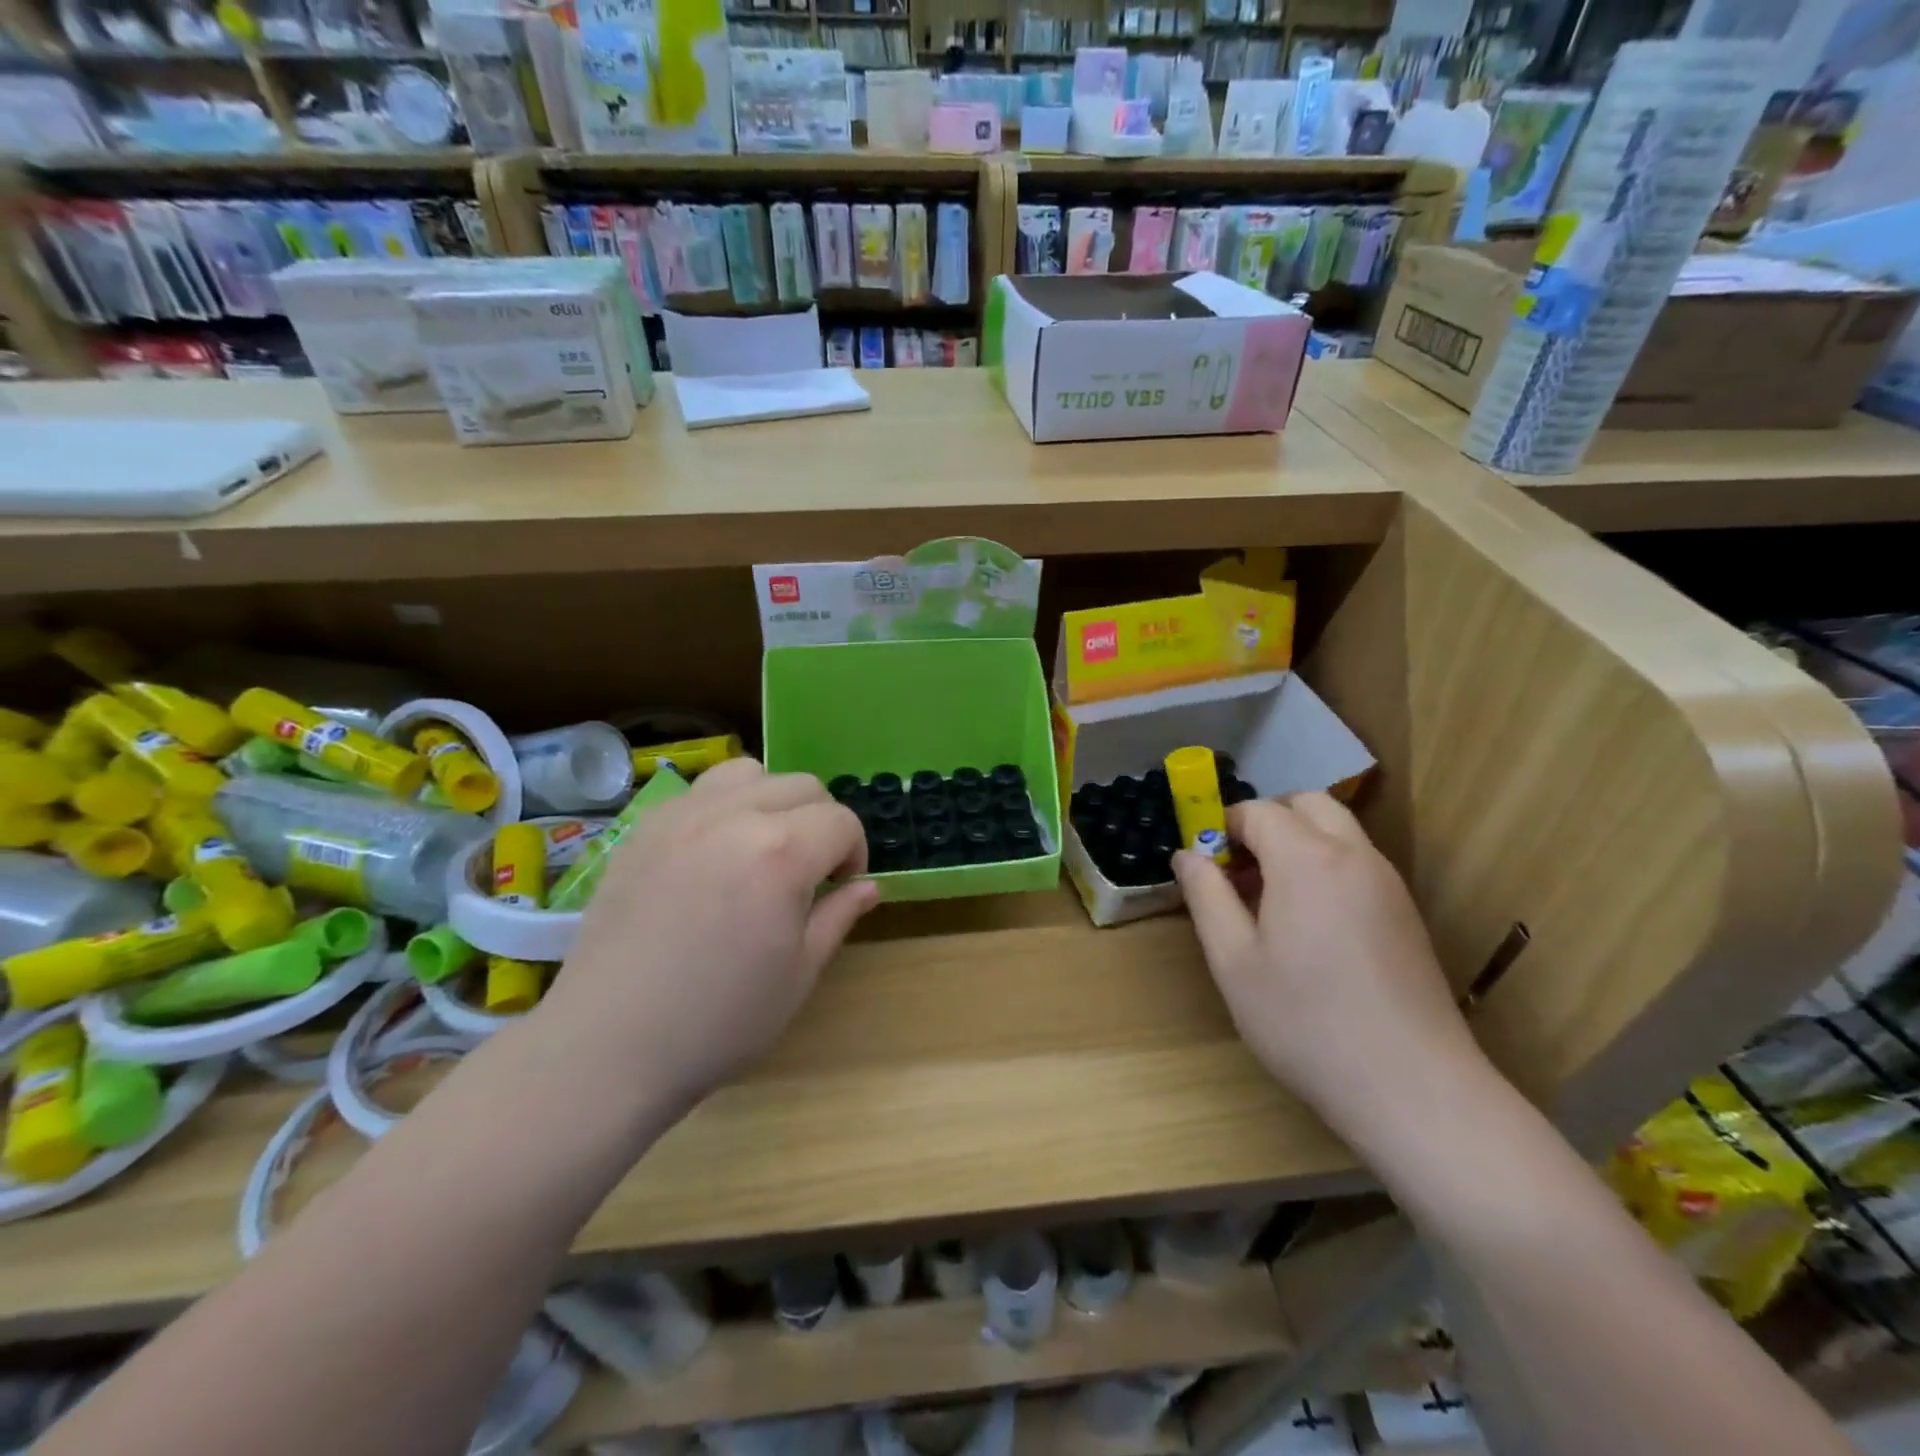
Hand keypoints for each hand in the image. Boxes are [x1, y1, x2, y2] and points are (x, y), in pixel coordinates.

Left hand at [545, 758, 879, 1117]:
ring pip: (748, 773)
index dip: (854, 851)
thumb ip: (839, 915)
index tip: (842, 886)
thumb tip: (869, 886)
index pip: (841, 821)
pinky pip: (698, 792)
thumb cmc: (719, 1020)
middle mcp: (733, 816)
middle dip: (821, 821)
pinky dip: (723, 807)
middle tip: (809, 871)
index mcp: (781, 853)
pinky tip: (712, 856)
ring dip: (771, 800)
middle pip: (802, 786)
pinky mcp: (642, 828)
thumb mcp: (799, 974)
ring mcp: (681, 816)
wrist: (609, 1045)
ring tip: (761, 848)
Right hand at [1172, 793, 1488, 1143]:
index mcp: (1306, 859)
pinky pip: (1358, 861)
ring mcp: (1388, 882)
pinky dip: (1326, 864)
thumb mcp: (1234, 961)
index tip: (1204, 864)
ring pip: (1337, 829)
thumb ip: (1206, 896)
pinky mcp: (1406, 912)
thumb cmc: (1305, 1022)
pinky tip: (1310, 924)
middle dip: (1265, 821)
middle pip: (1306, 803)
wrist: (1412, 1088)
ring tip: (1270, 898)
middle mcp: (1353, 855)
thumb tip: (1187, 854)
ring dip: (1298, 840)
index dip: (1222, 827)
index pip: (1257, 811)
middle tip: (1238, 869)